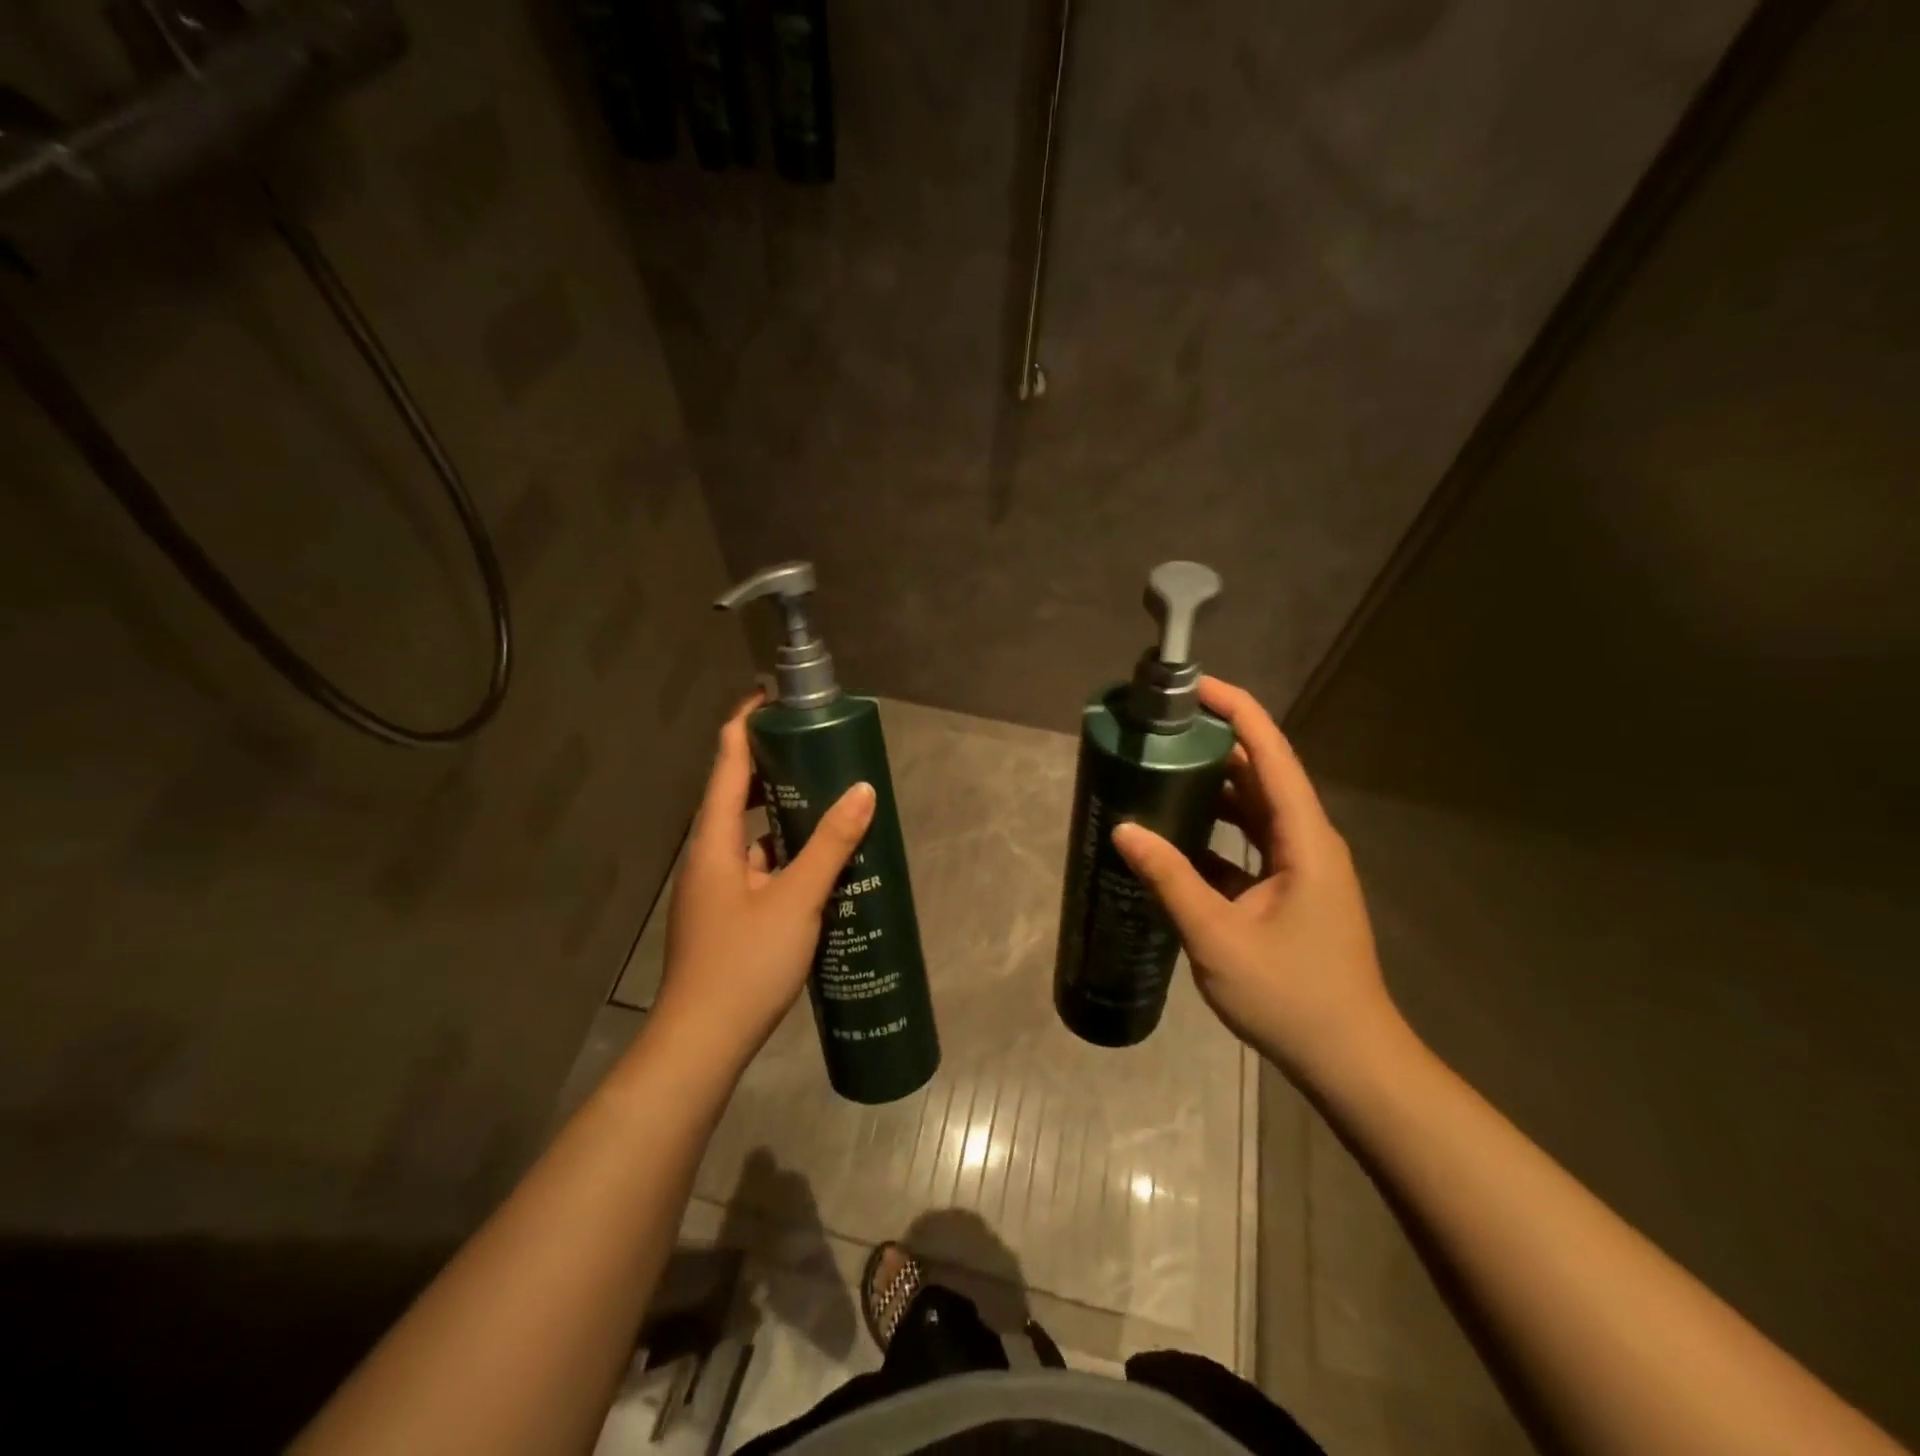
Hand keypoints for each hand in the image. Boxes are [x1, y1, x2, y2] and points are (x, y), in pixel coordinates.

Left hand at [654, 694, 876, 1068]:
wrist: (701, 1042)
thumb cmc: (744, 963)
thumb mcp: (796, 899)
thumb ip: (830, 844)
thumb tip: (863, 790)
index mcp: (714, 840)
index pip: (726, 762)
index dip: (745, 723)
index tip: (773, 697)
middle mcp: (708, 856)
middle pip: (736, 793)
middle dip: (772, 766)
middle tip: (815, 748)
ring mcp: (714, 888)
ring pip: (749, 834)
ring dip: (781, 813)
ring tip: (826, 800)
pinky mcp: (726, 914)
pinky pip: (756, 866)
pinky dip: (783, 854)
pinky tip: (816, 864)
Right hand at [1111, 676, 1399, 1081]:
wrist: (1349, 1060)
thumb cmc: (1291, 996)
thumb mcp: (1218, 936)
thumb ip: (1170, 879)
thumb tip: (1124, 829)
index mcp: (1303, 838)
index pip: (1271, 752)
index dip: (1235, 709)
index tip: (1192, 687)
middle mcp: (1307, 840)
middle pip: (1260, 773)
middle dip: (1213, 744)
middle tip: (1159, 731)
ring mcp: (1300, 866)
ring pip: (1253, 809)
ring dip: (1211, 788)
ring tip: (1159, 772)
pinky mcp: (1289, 890)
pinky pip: (1248, 842)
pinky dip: (1214, 831)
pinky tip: (1173, 836)